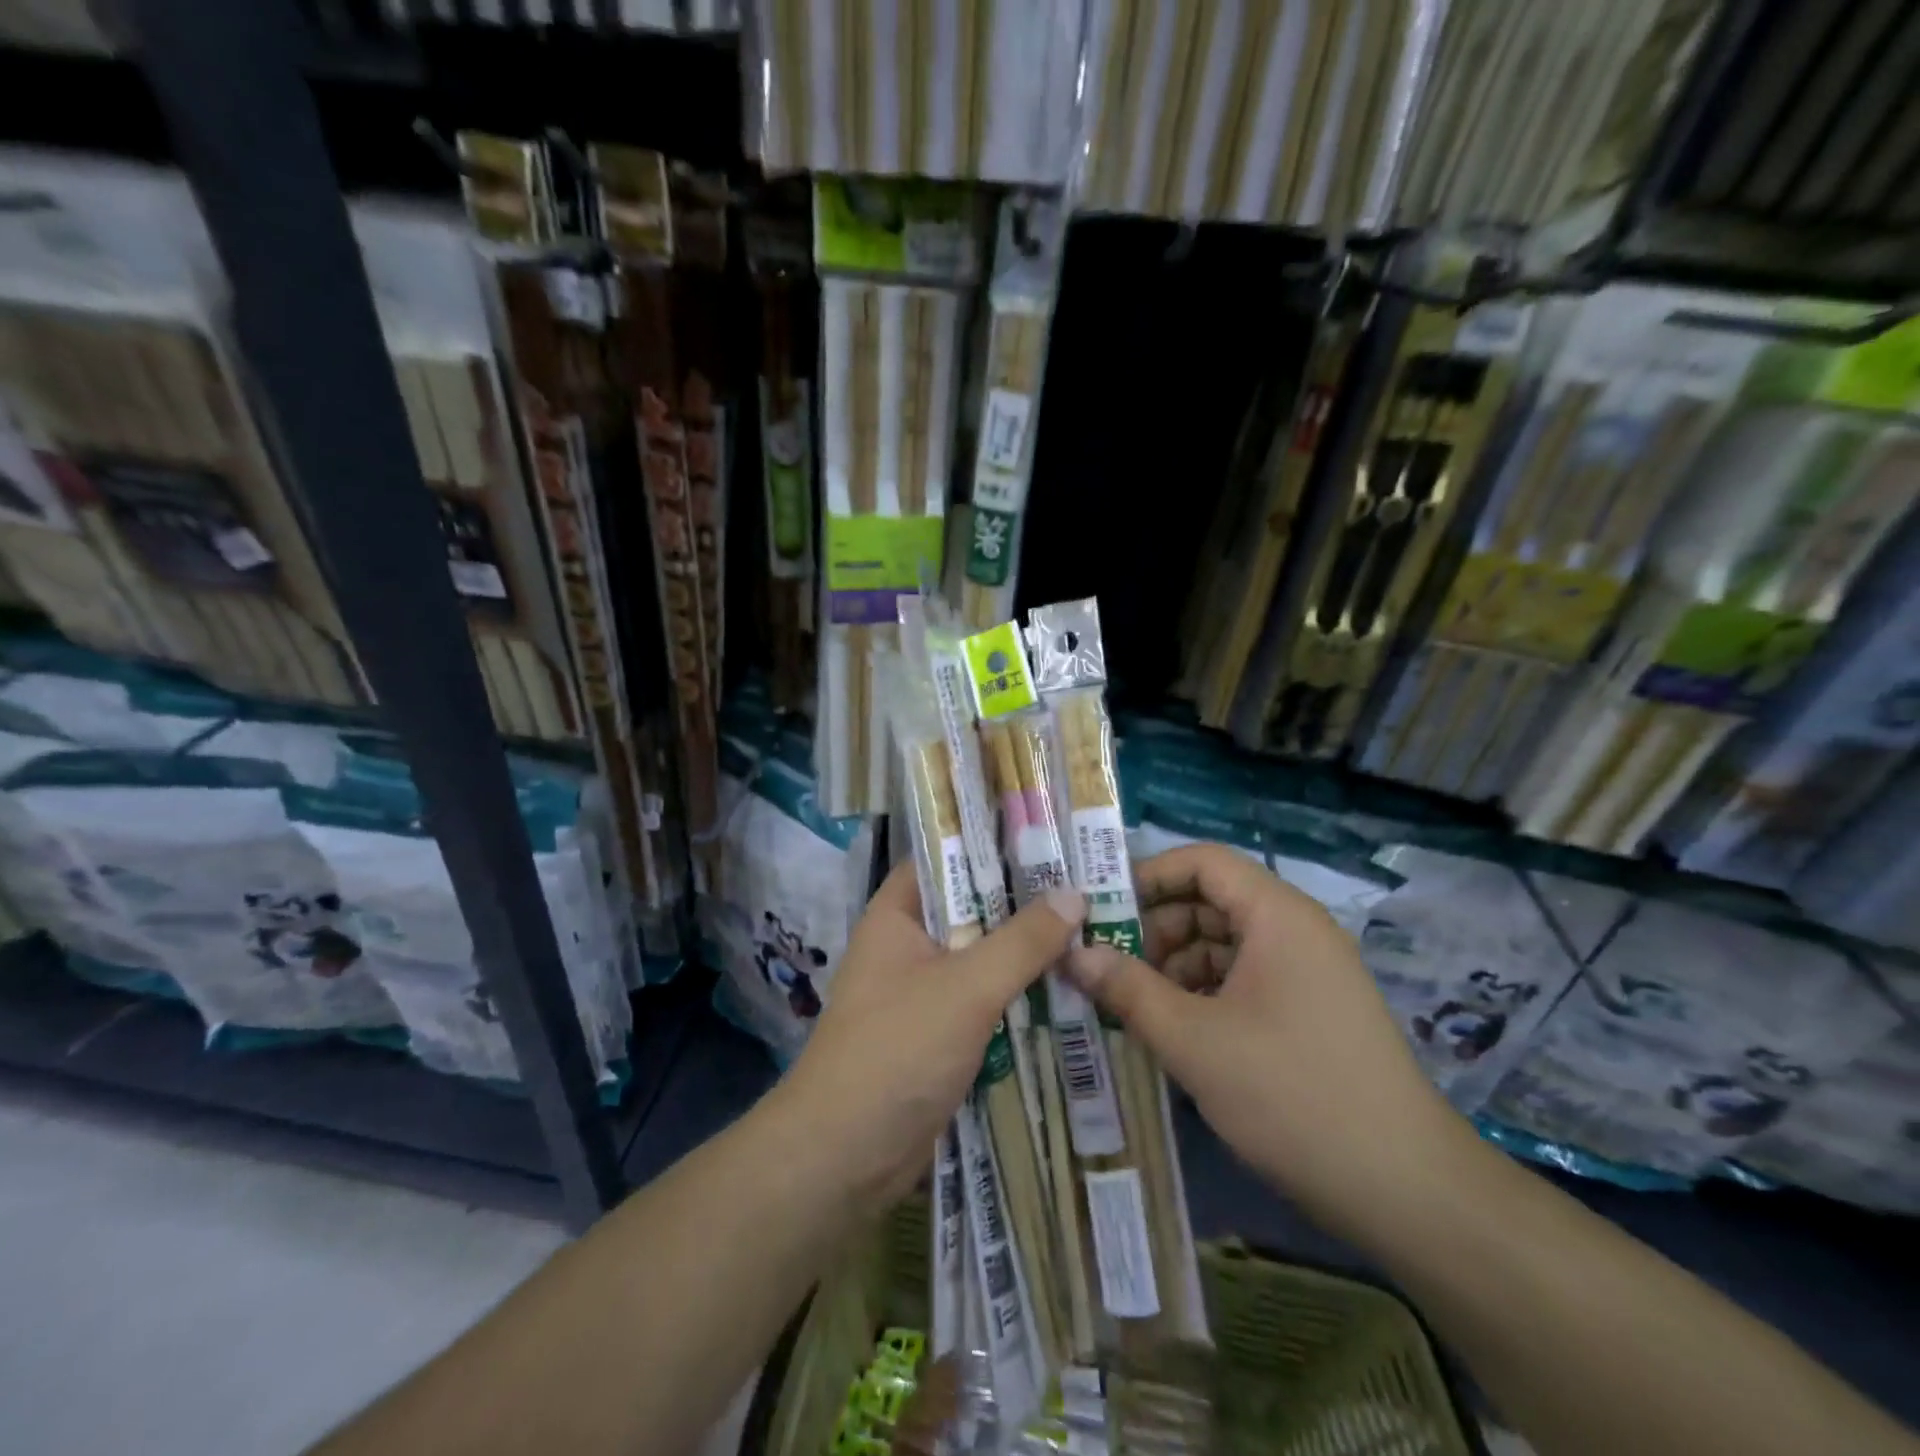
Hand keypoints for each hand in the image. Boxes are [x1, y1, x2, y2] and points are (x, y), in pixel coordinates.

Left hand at [775, 863, 1085, 1203]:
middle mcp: (909, 944)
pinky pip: (985, 1000)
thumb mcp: (966, 987)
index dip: (992, 842)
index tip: (1048, 834)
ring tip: (1093, 927)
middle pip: (972, 908)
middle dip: (1024, 900)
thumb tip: (1074, 894)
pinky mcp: (940, 1034)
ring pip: (983, 957)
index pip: (946, 856)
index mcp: (898, 914)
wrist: (845, 1156)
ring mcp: (923, 991)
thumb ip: (1022, 941)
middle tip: (1088, 882)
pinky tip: (1070, 987)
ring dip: (1027, 951)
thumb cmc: (897, 1051)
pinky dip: (1019, 994)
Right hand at [1065, 843, 1471, 1239]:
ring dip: (1173, 967)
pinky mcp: (1307, 1012)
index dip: (1147, 877)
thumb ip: (1128, 989)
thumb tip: (1072, 954)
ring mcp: (1305, 973)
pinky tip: (1172, 1031)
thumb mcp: (1194, 1041)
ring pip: (1222, 945)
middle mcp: (1294, 931)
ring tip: (1130, 1006)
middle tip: (1106, 968)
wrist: (1407, 1191)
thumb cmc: (1293, 1095)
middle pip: (1209, 902)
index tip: (1099, 912)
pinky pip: (1241, 981)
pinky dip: (1201, 995)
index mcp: (1277, 916)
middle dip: (1153, 930)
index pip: (1202, 862)